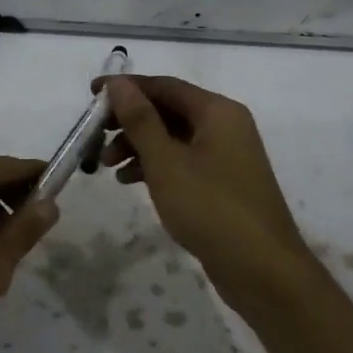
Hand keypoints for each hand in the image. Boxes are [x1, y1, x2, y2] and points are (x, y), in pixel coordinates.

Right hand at [99, 76, 312, 298]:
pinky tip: (130, 182)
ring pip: (173, 138)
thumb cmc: (211, 208)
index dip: (126, 88)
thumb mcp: (166, 162)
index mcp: (217, 111)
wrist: (262, 269)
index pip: (164, 86)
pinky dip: (156, 166)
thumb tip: (117, 83)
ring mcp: (227, 156)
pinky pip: (182, 161)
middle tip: (95, 138)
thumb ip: (140, 120)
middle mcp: (225, 125)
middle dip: (129, 122)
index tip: (91, 95)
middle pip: (169, 110)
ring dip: (138, 146)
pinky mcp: (222, 183)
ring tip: (107, 167)